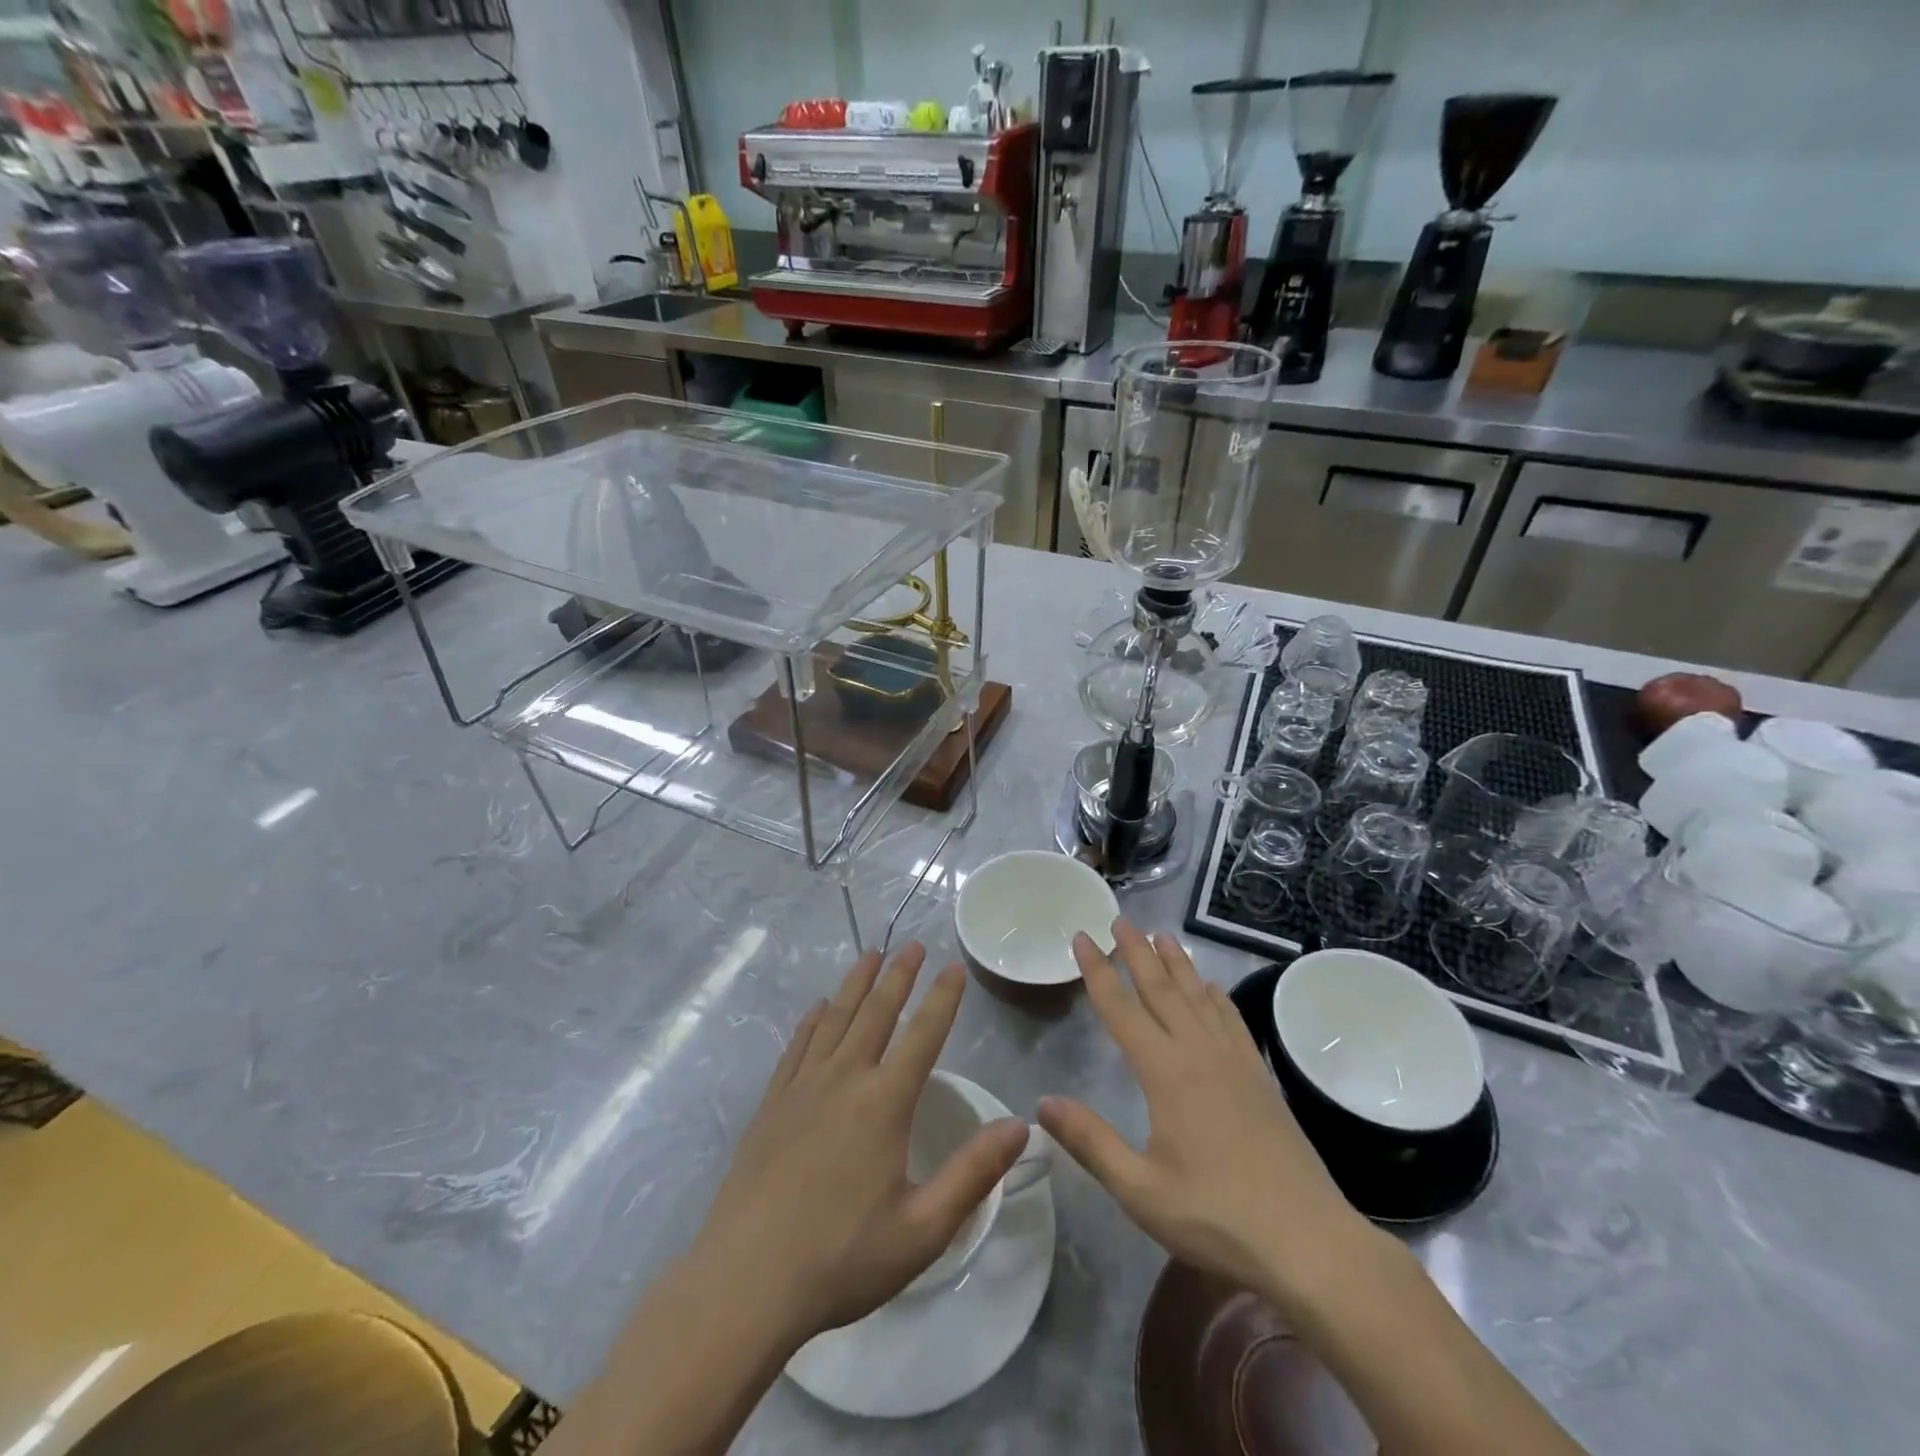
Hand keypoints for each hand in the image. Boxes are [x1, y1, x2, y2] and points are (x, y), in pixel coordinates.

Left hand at [687, 944, 1027, 1348]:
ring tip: (870, 955)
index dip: (942, 999)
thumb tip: (1020, 1126)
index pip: (923, 1036)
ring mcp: (802, 1087)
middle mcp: (844, 1079)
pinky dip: (811, 1021)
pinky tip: (816, 1008)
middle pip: (876, 1013)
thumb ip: (974, 1173)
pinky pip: (796, 1046)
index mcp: (883, 1103)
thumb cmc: (841, 1259)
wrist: (745, 1283)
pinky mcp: (771, 1104)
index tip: (953, 968)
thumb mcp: (922, 1228)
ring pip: (834, 1019)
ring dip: (855, 984)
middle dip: (898, 975)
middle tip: (911, 944)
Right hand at [1038, 922, 1382, 1312]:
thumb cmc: (1216, 1216)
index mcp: (1164, 1072)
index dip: (1098, 971)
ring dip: (1177, 963)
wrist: (1307, 1240)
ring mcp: (1234, 1061)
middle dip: (1137, 952)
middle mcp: (1198, 1052)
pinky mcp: (1259, 1077)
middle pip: (1160, 989)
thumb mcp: (1140, 1189)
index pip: (1121, 1008)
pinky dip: (1216, 996)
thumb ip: (1090, 1142)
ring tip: (1161, 936)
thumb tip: (1042, 1102)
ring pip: (1198, 996)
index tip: (1083, 937)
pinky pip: (1232, 1020)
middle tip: (1120, 920)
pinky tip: (1211, 988)